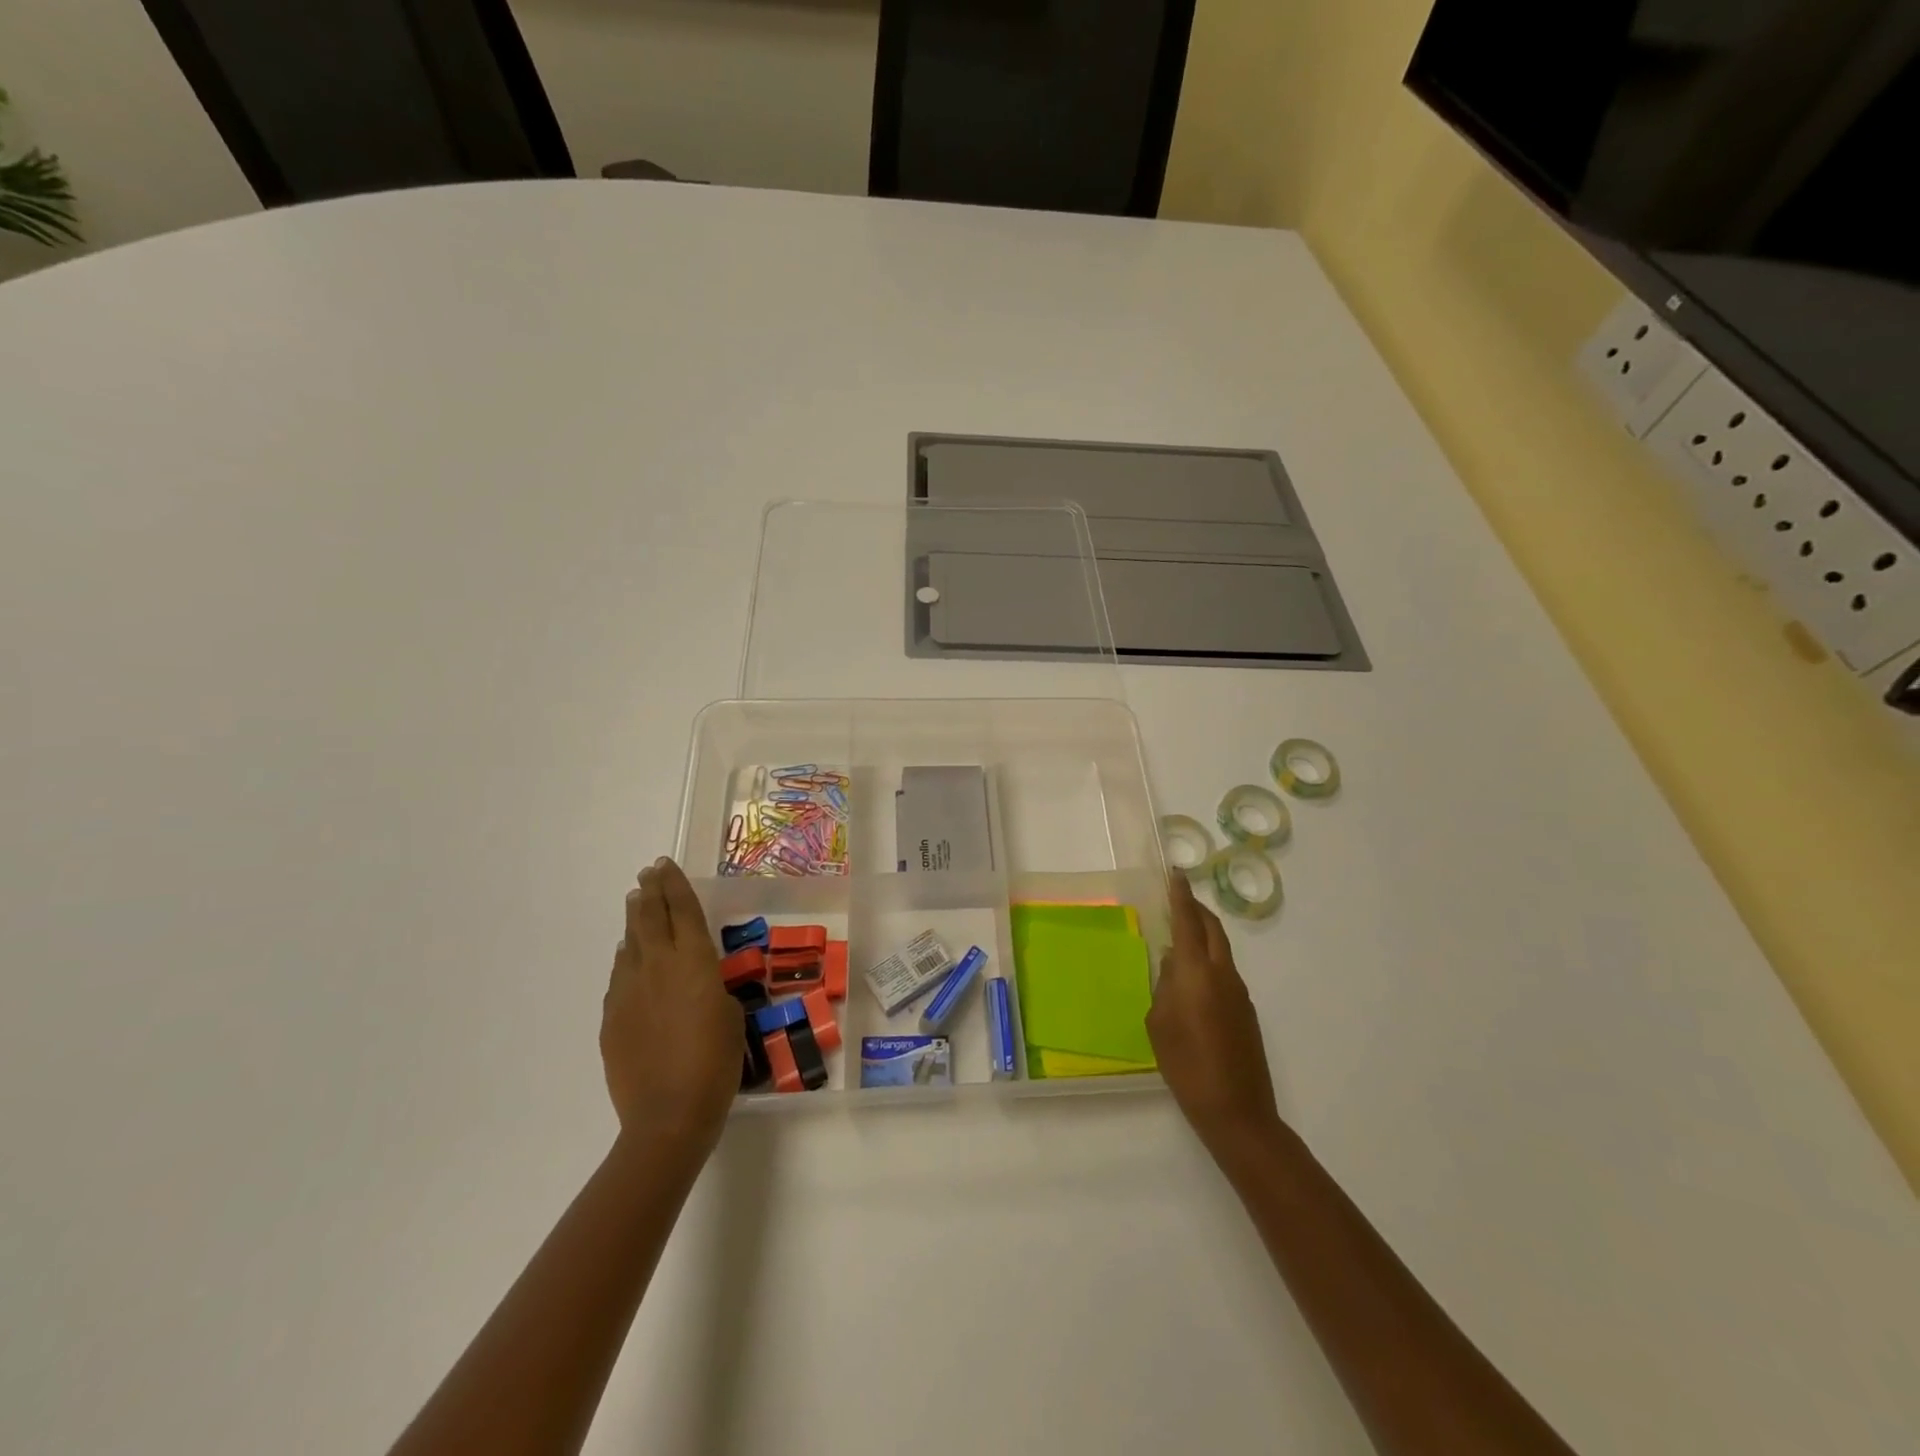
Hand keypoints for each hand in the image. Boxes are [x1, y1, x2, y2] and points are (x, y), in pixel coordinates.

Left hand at [602, 858, 742, 1155]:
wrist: (668, 1115)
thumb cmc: (715, 1062)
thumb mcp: (730, 1015)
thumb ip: (712, 988)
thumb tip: (695, 982)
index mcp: (694, 962)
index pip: (682, 910)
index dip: (674, 884)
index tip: (665, 864)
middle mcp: (658, 966)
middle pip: (650, 918)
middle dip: (650, 892)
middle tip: (648, 874)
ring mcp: (629, 991)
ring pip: (630, 943)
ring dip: (635, 921)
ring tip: (636, 904)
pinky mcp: (612, 1018)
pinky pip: (620, 976)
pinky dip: (626, 959)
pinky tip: (628, 957)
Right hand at [1147, 873, 1283, 1163]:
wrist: (1238, 1111)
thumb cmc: (1187, 1066)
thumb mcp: (1160, 1024)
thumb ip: (1164, 987)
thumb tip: (1171, 964)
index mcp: (1198, 973)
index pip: (1189, 923)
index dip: (1181, 897)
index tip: (1175, 874)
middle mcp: (1223, 975)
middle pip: (1214, 930)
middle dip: (1197, 910)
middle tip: (1178, 900)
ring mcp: (1240, 993)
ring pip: (1222, 950)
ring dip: (1205, 935)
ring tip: (1181, 937)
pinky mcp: (1246, 1012)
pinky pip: (1225, 972)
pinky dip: (1209, 960)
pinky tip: (1192, 979)